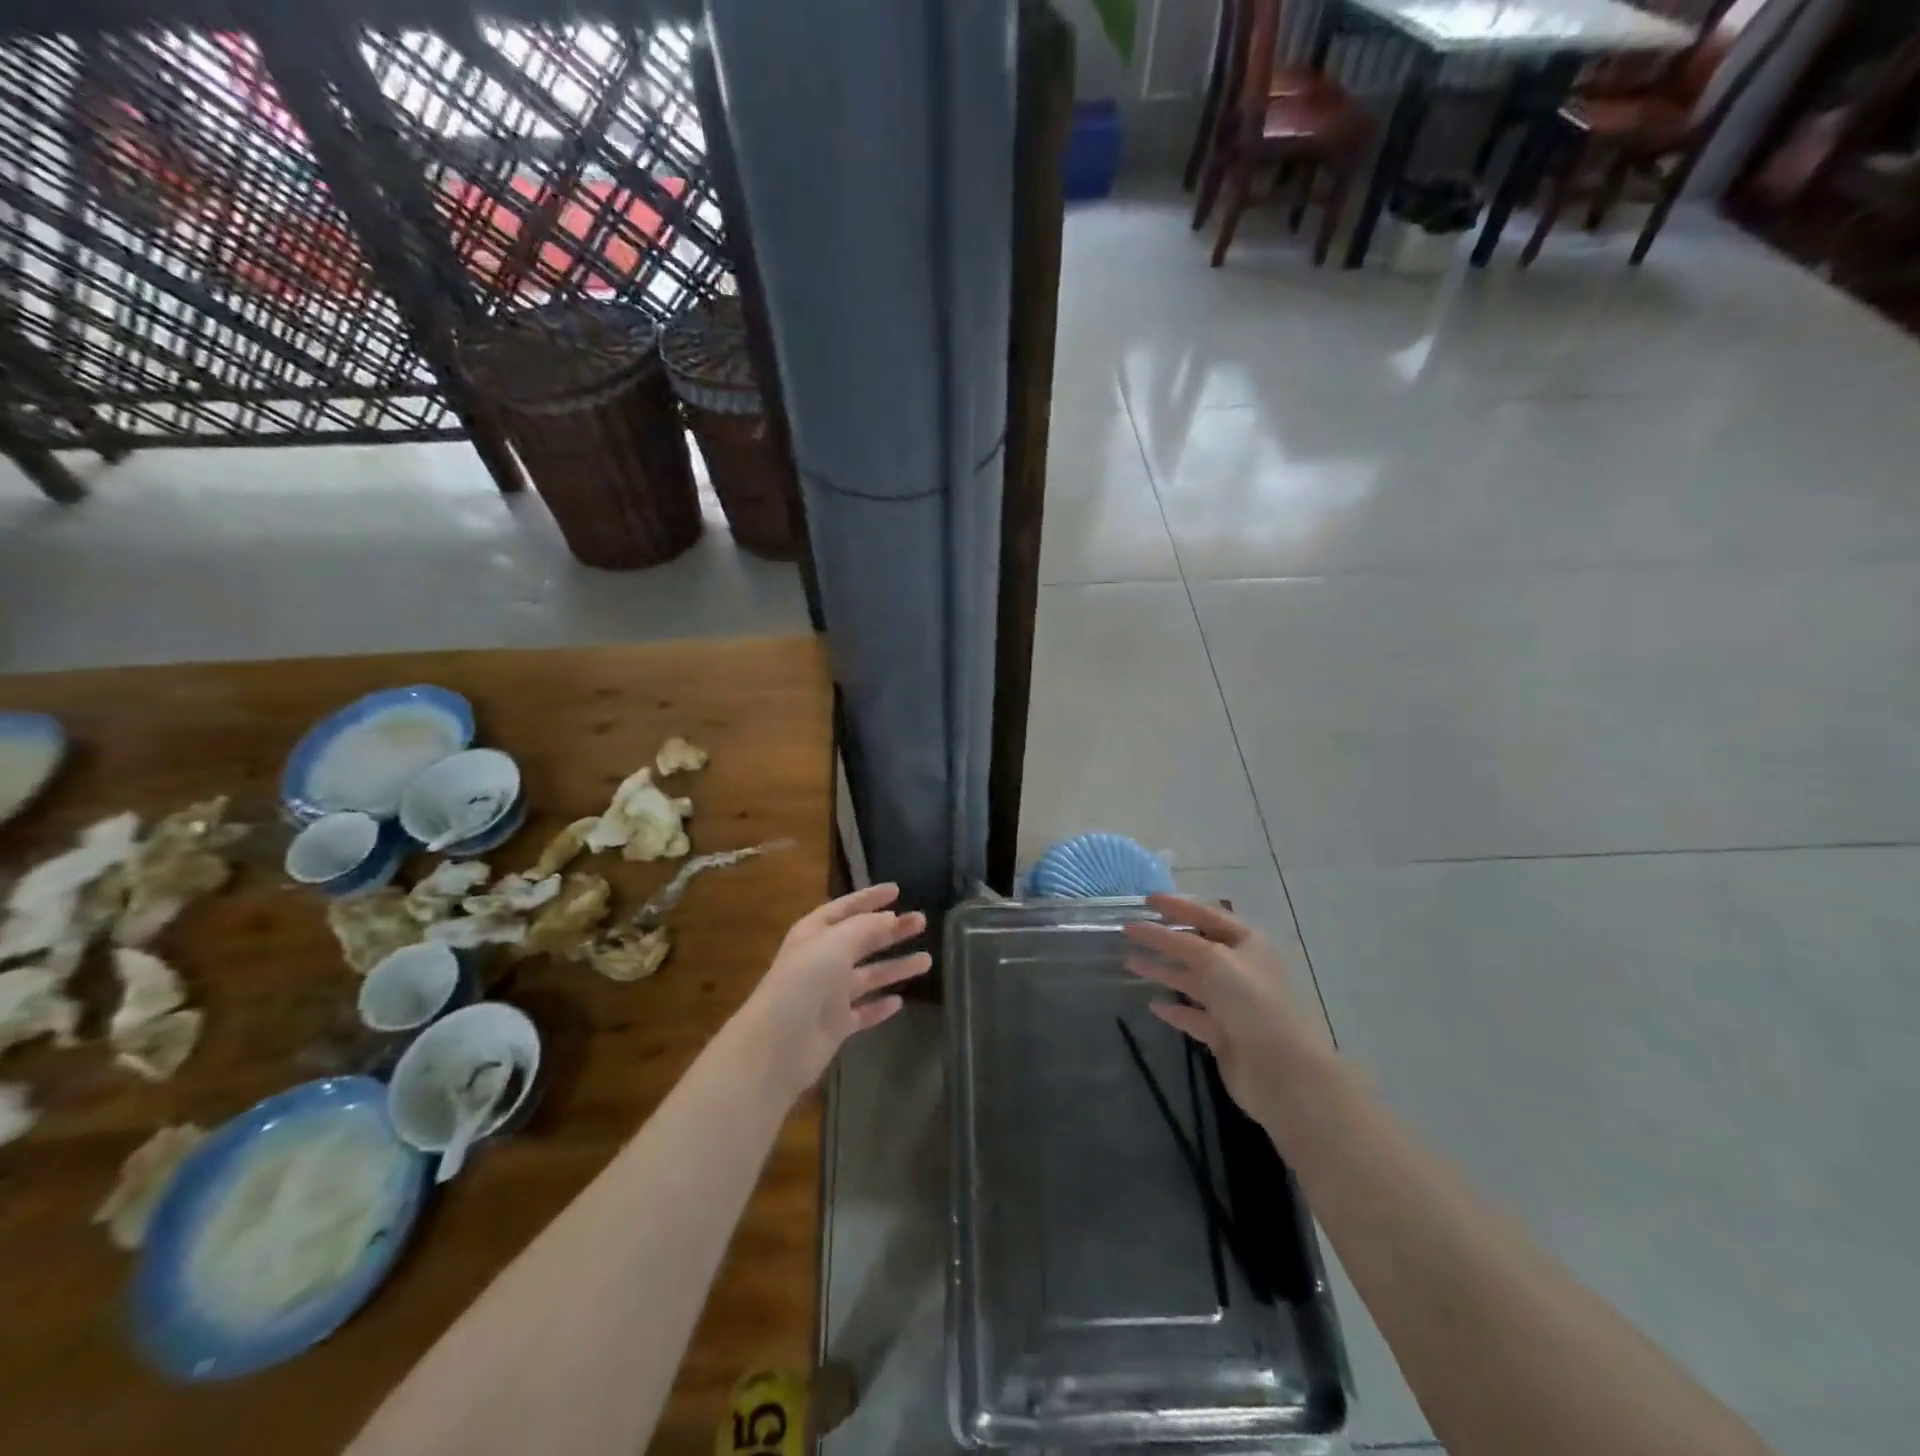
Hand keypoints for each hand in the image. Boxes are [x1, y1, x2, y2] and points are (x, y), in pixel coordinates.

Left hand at [740, 883, 930, 1099]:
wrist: (777, 1044)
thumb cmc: (804, 982)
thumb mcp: (835, 944)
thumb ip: (866, 928)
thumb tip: (890, 918)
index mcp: (814, 934)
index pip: (845, 908)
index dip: (869, 898)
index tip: (897, 890)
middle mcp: (821, 960)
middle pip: (862, 940)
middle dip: (891, 930)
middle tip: (921, 922)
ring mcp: (828, 995)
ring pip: (869, 976)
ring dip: (895, 967)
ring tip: (927, 961)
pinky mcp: (836, 1026)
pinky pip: (864, 1012)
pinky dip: (880, 1006)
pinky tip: (900, 1001)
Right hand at [1122, 893, 1338, 1132]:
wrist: (1282, 1070)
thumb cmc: (1250, 1002)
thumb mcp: (1213, 960)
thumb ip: (1176, 941)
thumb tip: (1143, 928)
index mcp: (1247, 943)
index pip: (1207, 915)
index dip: (1177, 906)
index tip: (1146, 900)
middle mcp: (1241, 970)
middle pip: (1197, 947)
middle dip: (1165, 938)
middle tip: (1130, 931)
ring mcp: (1233, 1004)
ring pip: (1192, 980)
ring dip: (1163, 970)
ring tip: (1129, 962)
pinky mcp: (1224, 1034)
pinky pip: (1193, 1015)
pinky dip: (1174, 1009)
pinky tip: (1152, 1004)